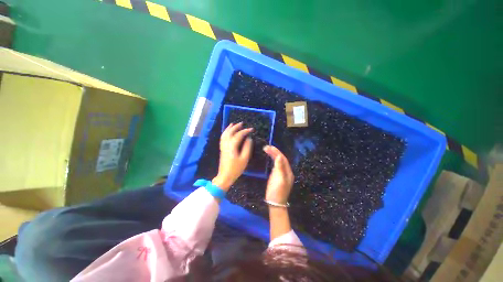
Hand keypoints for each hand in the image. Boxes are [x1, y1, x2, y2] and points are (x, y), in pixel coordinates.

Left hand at [212, 123, 252, 190]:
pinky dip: (225, 133)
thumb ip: (247, 147)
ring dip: (229, 128)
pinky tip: (227, 132)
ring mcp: (223, 146)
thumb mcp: (244, 159)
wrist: (225, 176)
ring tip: (233, 124)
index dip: (245, 131)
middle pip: (230, 132)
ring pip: (225, 134)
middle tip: (242, 123)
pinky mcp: (222, 149)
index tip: (251, 129)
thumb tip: (248, 139)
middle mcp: (226, 144)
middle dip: (236, 127)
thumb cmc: (236, 169)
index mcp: (232, 146)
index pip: (239, 135)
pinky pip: (222, 138)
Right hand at [263, 146, 293, 205]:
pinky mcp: (275, 176)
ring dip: (273, 155)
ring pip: (277, 161)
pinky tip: (268, 157)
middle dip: (274, 152)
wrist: (275, 203)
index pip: (283, 159)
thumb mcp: (280, 179)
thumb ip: (280, 167)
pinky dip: (272, 160)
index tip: (270, 147)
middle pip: (280, 159)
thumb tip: (279, 156)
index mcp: (288, 172)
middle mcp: (285, 171)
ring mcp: (280, 173)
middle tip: (266, 147)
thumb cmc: (277, 191)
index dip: (277, 152)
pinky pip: (274, 165)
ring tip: (266, 149)